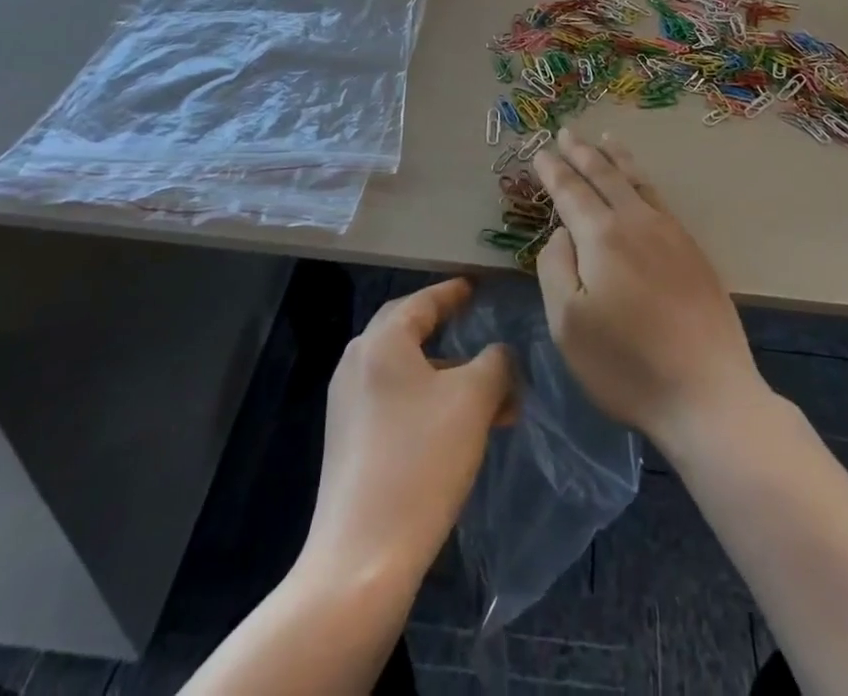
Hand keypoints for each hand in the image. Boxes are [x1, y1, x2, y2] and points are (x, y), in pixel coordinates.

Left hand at [303, 279, 513, 590]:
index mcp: (382, 342)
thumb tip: (499, 356)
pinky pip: (394, 401)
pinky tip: (458, 428)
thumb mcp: (474, 400)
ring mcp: (348, 406)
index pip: (423, 300)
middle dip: (446, 327)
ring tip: (488, 394)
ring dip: (446, 374)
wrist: (361, 560)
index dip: (454, 291)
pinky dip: (428, 401)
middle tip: (477, 324)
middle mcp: (357, 363)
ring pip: (405, 371)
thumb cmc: (420, 462)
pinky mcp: (349, 443)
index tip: (477, 286)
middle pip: (407, 330)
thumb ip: (496, 363)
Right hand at [533, 129, 765, 452]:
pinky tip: (641, 185)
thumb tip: (563, 232)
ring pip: (638, 182)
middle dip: (583, 152)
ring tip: (606, 139)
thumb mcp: (568, 323)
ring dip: (617, 158)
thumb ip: (556, 267)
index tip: (541, 151)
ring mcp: (671, 234)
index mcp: (602, 236)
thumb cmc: (626, 365)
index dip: (553, 171)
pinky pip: (660, 199)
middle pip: (606, 176)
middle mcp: (637, 222)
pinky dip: (643, 180)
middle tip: (568, 132)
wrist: (708, 393)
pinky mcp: (693, 251)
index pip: (571, 191)